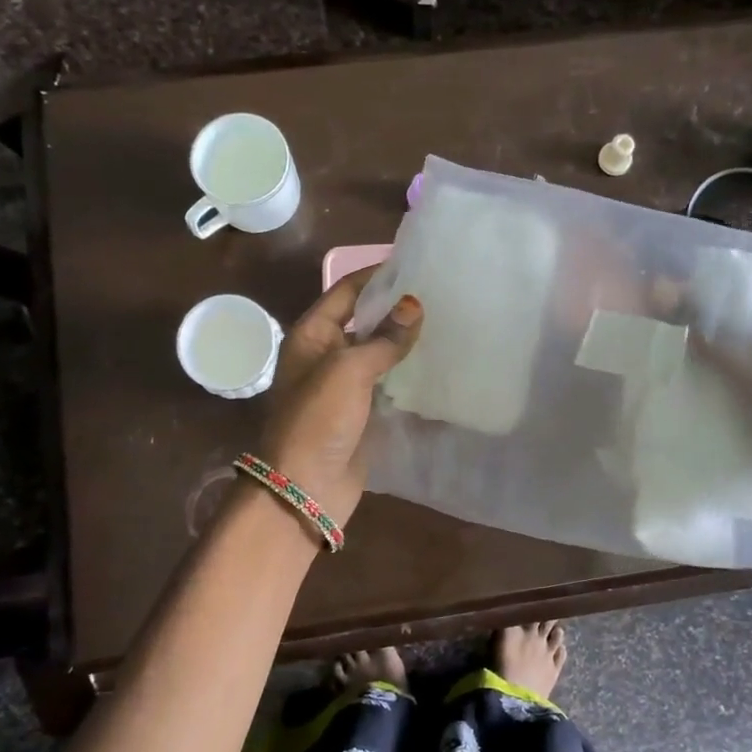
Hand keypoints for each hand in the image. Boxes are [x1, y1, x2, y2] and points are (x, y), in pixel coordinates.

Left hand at [255, 269, 422, 528]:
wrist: (305, 487)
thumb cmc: (319, 419)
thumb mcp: (349, 370)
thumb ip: (384, 338)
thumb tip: (413, 305)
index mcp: (311, 335)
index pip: (346, 292)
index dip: (376, 276)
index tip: (414, 263)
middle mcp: (325, 355)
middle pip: (363, 320)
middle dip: (395, 308)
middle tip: (439, 293)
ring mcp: (343, 386)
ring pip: (377, 352)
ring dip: (404, 340)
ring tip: (445, 322)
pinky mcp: (361, 412)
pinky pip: (387, 383)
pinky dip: (408, 372)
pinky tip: (437, 364)